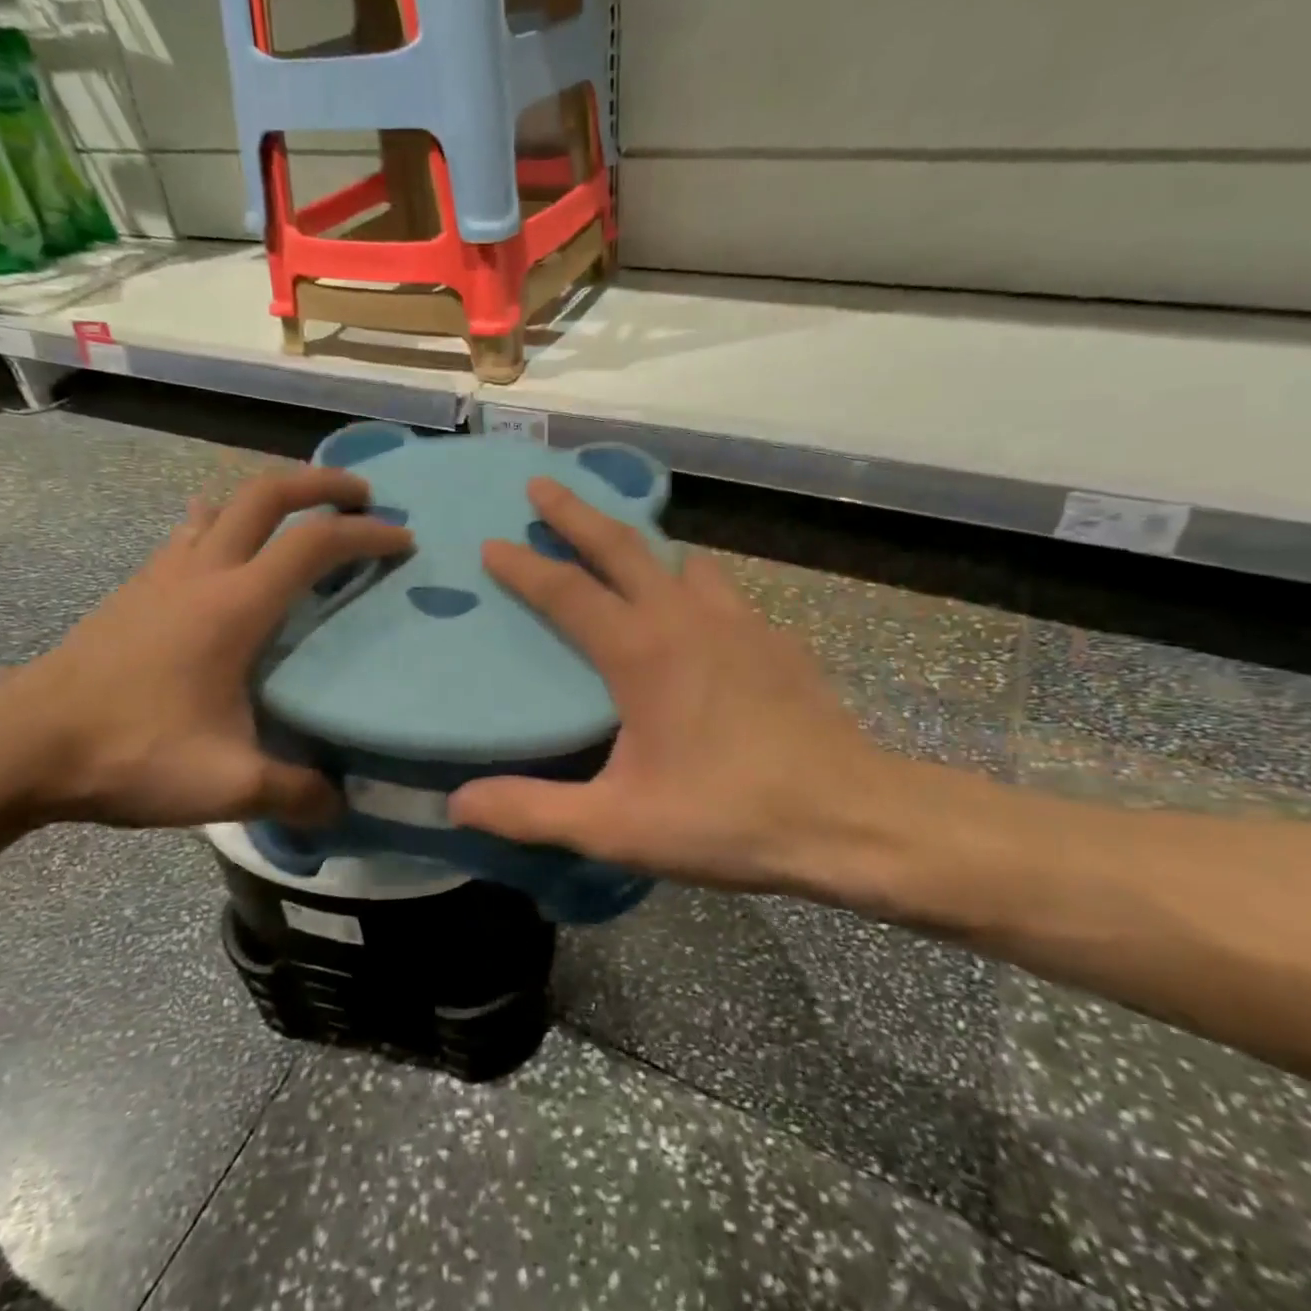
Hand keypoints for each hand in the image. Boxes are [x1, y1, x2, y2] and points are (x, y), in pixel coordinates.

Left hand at [0, 467, 411, 829]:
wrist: (22, 745)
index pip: (315, 545)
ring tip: (301, 517)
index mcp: (236, 605)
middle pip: (268, 493)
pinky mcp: (137, 588)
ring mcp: (163, 572)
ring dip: (271, 496)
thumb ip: (295, 793)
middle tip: (361, 495)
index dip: (366, 534)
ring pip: (225, 504)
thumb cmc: (130, 752)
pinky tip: (226, 554)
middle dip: (321, 483)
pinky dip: (225, 523)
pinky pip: (191, 532)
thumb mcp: (226, 784)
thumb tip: (341, 807)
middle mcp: (203, 571)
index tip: (404, 538)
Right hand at [448, 478, 929, 907]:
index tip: (491, 543)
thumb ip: (533, 811)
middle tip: (543, 485)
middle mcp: (687, 619)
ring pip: (680, 560)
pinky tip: (695, 613)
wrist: (851, 819)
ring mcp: (739, 623)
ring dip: (641, 545)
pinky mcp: (775, 640)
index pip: (567, 591)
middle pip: (622, 545)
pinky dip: (692, 584)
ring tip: (619, 547)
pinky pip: (721, 591)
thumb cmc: (728, 817)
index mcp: (642, 652)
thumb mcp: (618, 825)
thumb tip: (459, 803)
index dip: (524, 566)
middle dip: (576, 512)